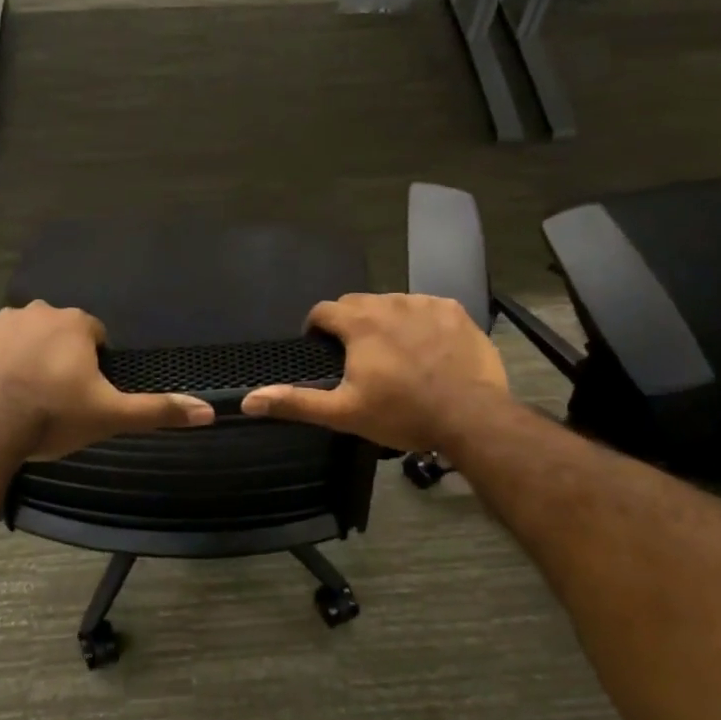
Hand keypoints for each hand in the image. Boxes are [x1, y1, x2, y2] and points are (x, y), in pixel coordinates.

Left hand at [0, 301, 215, 460]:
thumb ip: (158, 410)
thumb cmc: (55, 416)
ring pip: (26, 333)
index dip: (93, 364)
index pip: (95, 336)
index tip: (84, 392)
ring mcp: (3, 321)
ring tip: (25, 392)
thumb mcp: (111, 416)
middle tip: (56, 395)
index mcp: (77, 323)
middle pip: (60, 332)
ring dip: (29, 353)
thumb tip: (208, 411)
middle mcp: (40, 310)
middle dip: (60, 355)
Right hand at [241, 293, 509, 452]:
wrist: (471, 416)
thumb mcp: (344, 412)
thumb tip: (249, 400)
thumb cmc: (402, 413)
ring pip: (393, 303)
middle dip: (350, 323)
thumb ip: (296, 402)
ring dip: (385, 321)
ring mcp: (426, 304)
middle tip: (356, 355)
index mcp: (360, 323)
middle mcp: (390, 302)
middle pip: (358, 303)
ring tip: (393, 353)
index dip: (316, 327)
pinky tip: (427, 348)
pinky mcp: (455, 312)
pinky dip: (419, 322)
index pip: (324, 310)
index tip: (319, 347)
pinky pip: (427, 308)